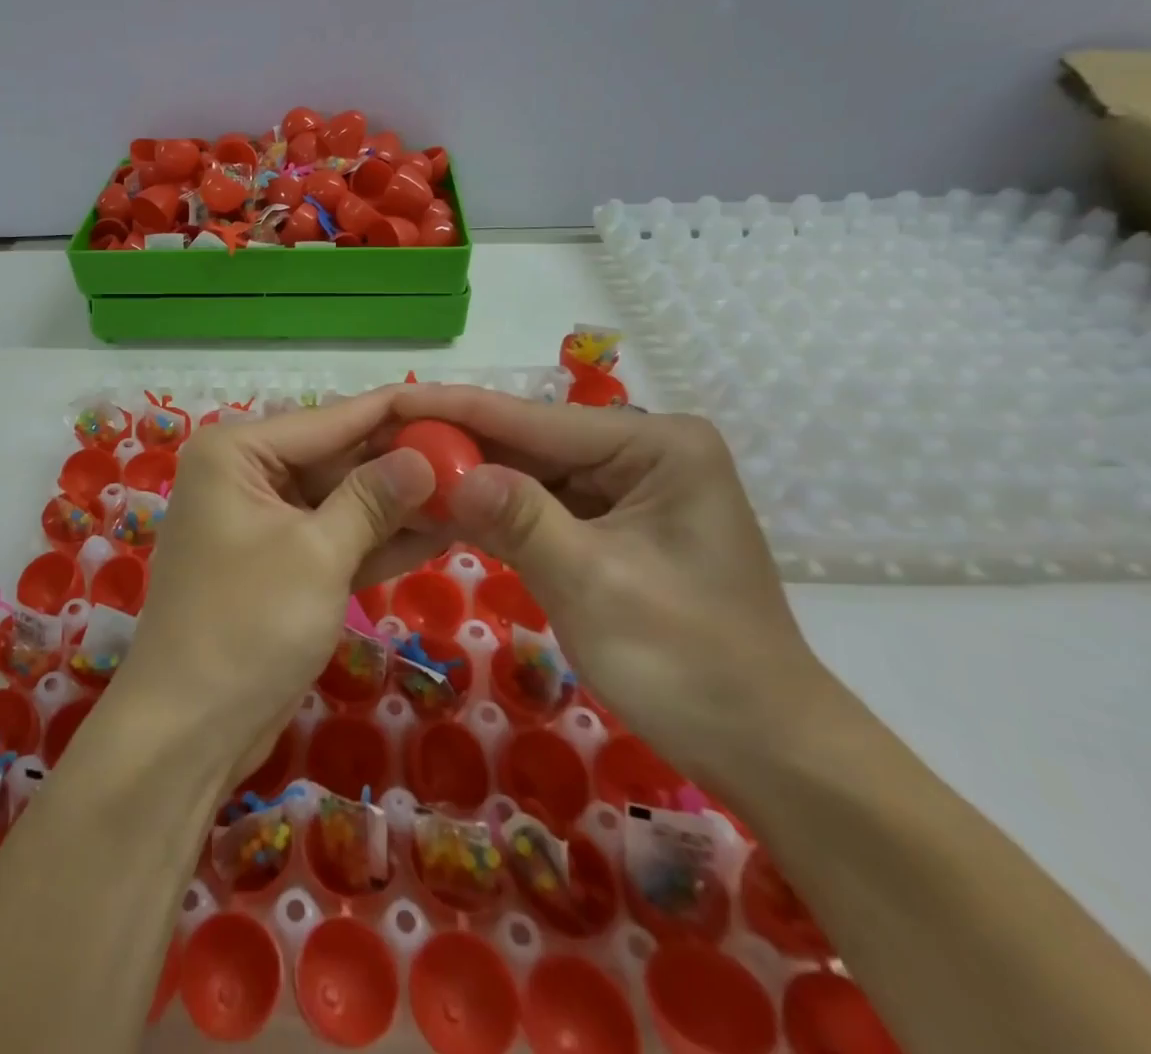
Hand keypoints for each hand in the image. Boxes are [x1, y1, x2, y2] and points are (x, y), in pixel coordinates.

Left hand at [113, 390, 435, 789]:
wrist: (188, 730)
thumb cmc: (246, 625)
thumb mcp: (318, 555)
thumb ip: (372, 499)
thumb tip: (424, 456)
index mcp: (237, 451)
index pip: (330, 419)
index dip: (396, 413)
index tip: (460, 406)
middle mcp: (245, 474)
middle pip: (337, 457)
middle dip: (402, 464)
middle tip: (477, 459)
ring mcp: (262, 521)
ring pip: (341, 500)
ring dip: (398, 503)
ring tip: (473, 492)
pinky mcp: (280, 564)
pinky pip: (335, 537)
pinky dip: (378, 539)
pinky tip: (441, 531)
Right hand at [391, 387, 832, 794]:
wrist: (767, 752)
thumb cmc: (689, 662)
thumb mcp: (594, 584)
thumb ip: (520, 519)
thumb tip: (449, 472)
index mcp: (658, 446)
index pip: (536, 420)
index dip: (457, 410)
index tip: (392, 398)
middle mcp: (644, 453)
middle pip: (531, 442)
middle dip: (460, 445)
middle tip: (383, 440)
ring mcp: (629, 489)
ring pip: (531, 473)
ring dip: (471, 479)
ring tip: (400, 469)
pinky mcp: (614, 526)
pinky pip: (543, 507)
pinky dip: (496, 512)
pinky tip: (444, 507)